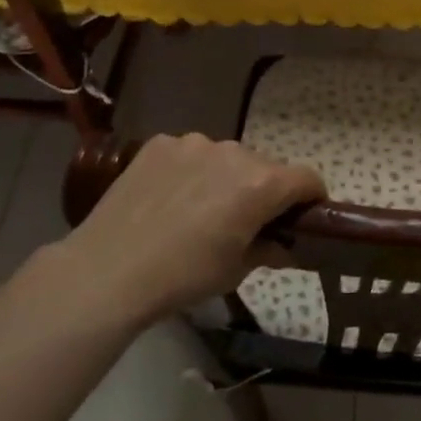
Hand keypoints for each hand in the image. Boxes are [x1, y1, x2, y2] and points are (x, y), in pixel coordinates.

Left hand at [51, 134, 323, 330]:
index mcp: (261, 184)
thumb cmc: (183, 276)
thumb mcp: (236, 271)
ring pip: (227, 158)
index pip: (308, 179)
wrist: (107, 271)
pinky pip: (191, 154)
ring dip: (226, 178)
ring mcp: (194, 143)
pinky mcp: (160, 144)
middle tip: (244, 223)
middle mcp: (234, 153)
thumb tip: (286, 247)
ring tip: (199, 211)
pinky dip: (191, 171)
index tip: (303, 219)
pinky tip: (169, 199)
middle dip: (265, 191)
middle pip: (266, 167)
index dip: (312, 199)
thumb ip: (270, 250)